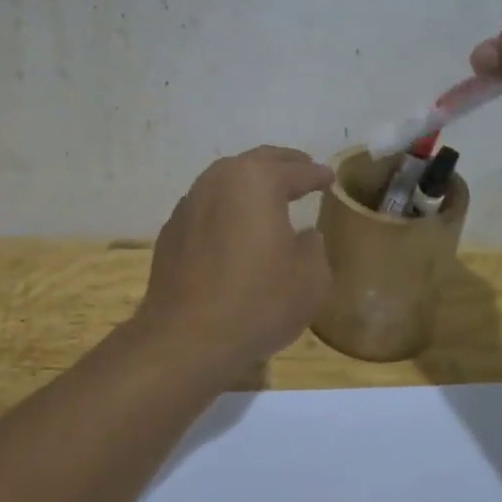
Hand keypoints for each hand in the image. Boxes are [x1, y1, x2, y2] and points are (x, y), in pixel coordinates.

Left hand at [135, 146, 334, 377]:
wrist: (187, 338)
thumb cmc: (258, 301)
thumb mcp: (310, 277)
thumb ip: (313, 247)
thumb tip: (304, 236)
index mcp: (256, 180)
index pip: (296, 170)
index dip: (317, 174)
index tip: (330, 178)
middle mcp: (218, 181)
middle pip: (255, 163)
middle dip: (282, 165)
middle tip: (302, 170)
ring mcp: (189, 205)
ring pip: (225, 182)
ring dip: (249, 186)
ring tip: (269, 198)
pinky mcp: (171, 232)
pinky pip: (207, 209)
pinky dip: (226, 211)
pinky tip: (235, 230)